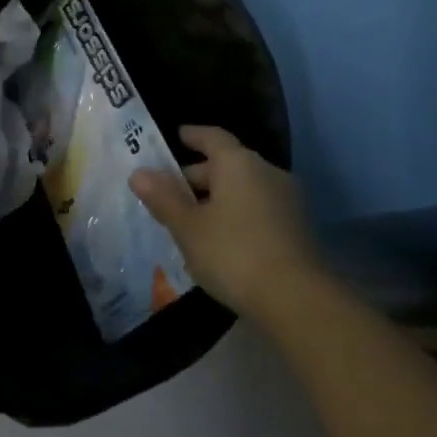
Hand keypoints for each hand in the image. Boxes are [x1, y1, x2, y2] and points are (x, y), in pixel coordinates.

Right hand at [129, 125, 319, 322]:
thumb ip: (163, 199)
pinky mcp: (296, 227)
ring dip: (218, 197)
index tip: (177, 136)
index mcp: (239, 163)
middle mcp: (267, 172)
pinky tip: (220, 239)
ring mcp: (287, 200)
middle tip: (170, 191)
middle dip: (198, 175)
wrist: (297, 300)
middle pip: (228, 163)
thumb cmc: (234, 253)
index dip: (193, 135)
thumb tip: (139, 173)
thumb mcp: (189, 228)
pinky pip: (258, 208)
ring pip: (244, 188)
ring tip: (191, 219)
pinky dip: (237, 214)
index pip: (212, 137)